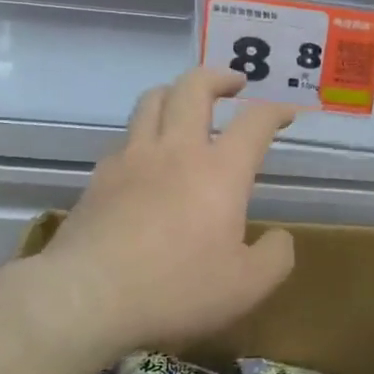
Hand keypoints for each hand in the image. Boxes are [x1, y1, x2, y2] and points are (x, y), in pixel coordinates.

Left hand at [45, 70, 296, 351]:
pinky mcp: (100, 177)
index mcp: (220, 171)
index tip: (287, 113)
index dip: (275, 111)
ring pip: (152, 100)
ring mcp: (132, 159)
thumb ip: (274, 258)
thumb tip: (280, 238)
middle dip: (218, 77)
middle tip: (234, 82)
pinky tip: (147, 156)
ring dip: (175, 91)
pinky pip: (125, 138)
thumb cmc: (176, 289)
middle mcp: (177, 151)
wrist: (86, 297)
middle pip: (194, 88)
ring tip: (186, 102)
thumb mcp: (246, 287)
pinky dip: (143, 134)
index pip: (255, 122)